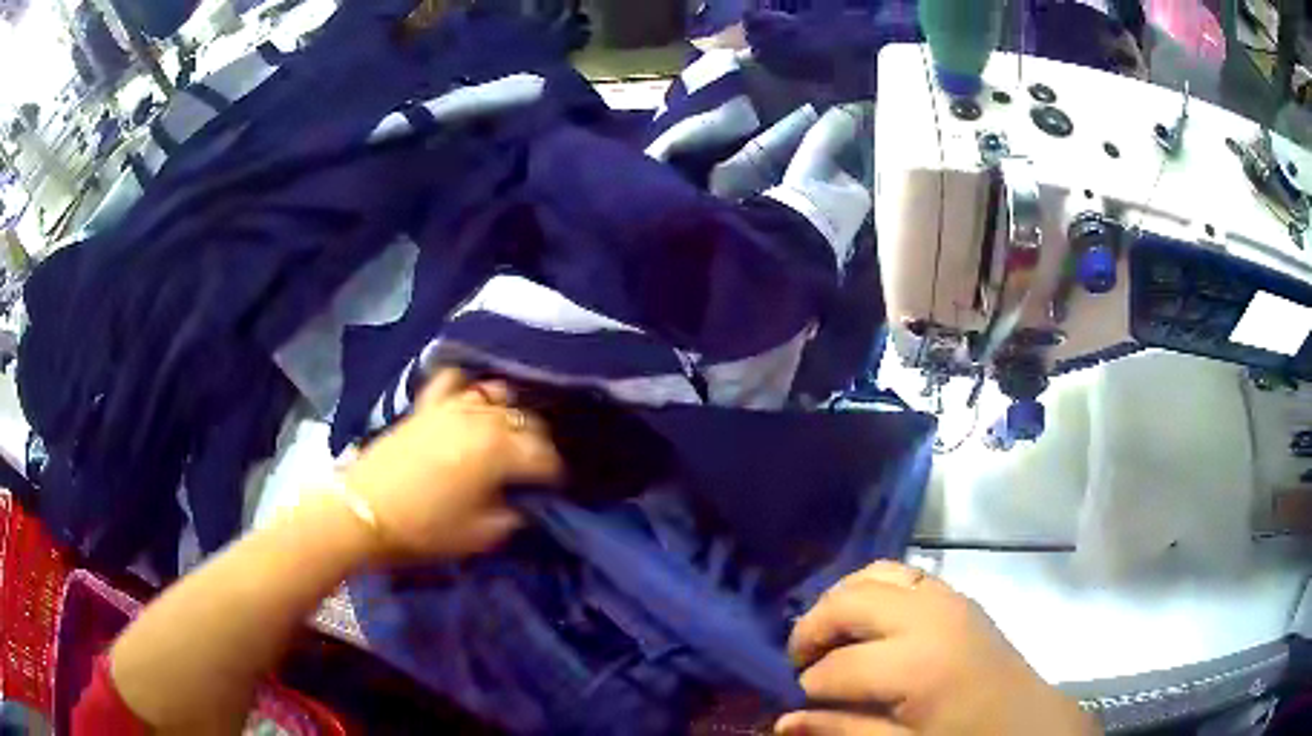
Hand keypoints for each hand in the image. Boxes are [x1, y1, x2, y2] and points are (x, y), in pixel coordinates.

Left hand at [342, 368, 562, 560]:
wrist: (364, 511)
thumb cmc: (425, 528)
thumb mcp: (481, 535)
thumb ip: (514, 514)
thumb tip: (526, 502)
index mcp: (501, 452)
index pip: (547, 456)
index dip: (556, 474)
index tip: (555, 489)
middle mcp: (483, 419)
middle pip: (529, 422)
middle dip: (539, 444)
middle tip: (535, 469)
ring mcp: (453, 406)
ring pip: (499, 397)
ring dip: (512, 416)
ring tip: (510, 437)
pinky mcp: (428, 404)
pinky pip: (456, 381)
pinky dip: (469, 387)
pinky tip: (472, 401)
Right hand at [778, 562, 1097, 735]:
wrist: (1027, 723)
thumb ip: (845, 732)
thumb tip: (783, 722)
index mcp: (920, 664)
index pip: (839, 667)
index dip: (811, 686)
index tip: (803, 702)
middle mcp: (931, 616)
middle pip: (851, 603)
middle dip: (813, 630)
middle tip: (799, 661)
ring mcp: (947, 597)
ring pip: (874, 575)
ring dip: (840, 601)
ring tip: (826, 635)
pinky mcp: (956, 594)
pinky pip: (901, 571)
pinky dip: (870, 587)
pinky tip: (864, 617)